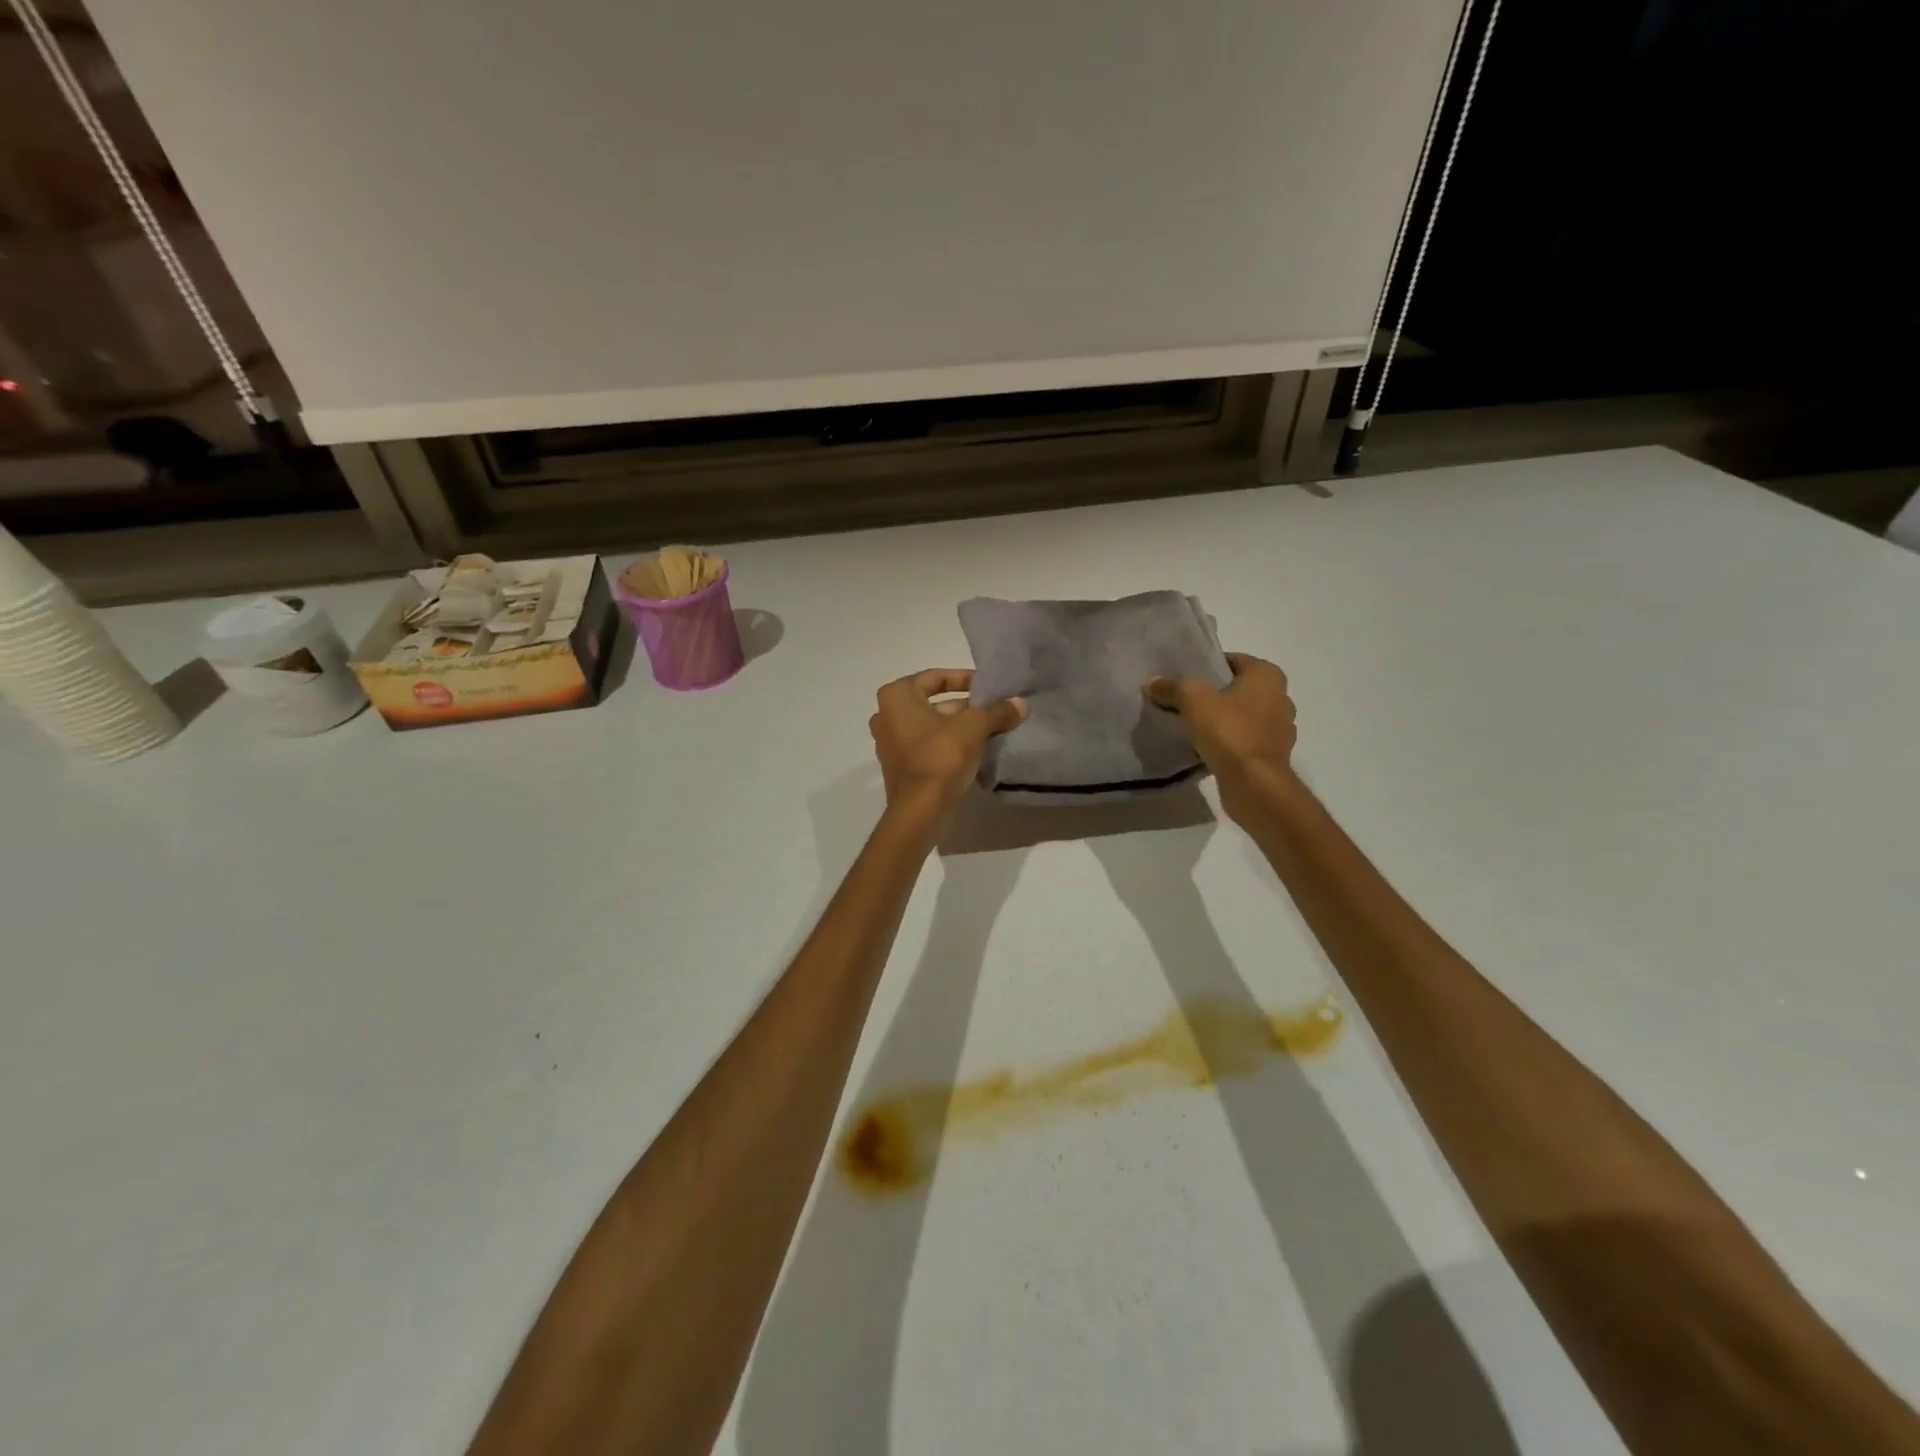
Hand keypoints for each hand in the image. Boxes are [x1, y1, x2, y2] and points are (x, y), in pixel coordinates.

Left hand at [869, 669, 1026, 824]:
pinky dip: (948, 744)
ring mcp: (890, 743)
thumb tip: (1021, 703)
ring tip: (991, 730)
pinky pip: (927, 745)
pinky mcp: (900, 766)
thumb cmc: (940, 757)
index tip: (988, 687)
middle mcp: (886, 715)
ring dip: (959, 726)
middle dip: (965, 706)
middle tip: (994, 710)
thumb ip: (997, 711)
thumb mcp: (974, 727)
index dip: (964, 678)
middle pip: (933, 702)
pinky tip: (975, 750)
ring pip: (931, 725)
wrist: (920, 810)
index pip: (935, 677)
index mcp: (897, 696)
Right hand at [1145, 653, 1298, 822]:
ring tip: (1192, 726)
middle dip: (1215, 694)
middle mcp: (1280, 698)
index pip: (1234, 660)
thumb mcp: (1192, 699)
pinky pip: (1245, 741)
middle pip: (1239, 689)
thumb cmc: (1229, 731)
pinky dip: (1229, 743)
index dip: (1208, 666)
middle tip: (1185, 701)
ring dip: (1222, 720)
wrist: (1253, 783)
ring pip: (1243, 717)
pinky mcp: (1272, 756)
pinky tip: (1206, 749)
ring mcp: (1280, 730)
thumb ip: (1172, 687)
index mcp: (1267, 676)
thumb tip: (1153, 683)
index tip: (1185, 679)